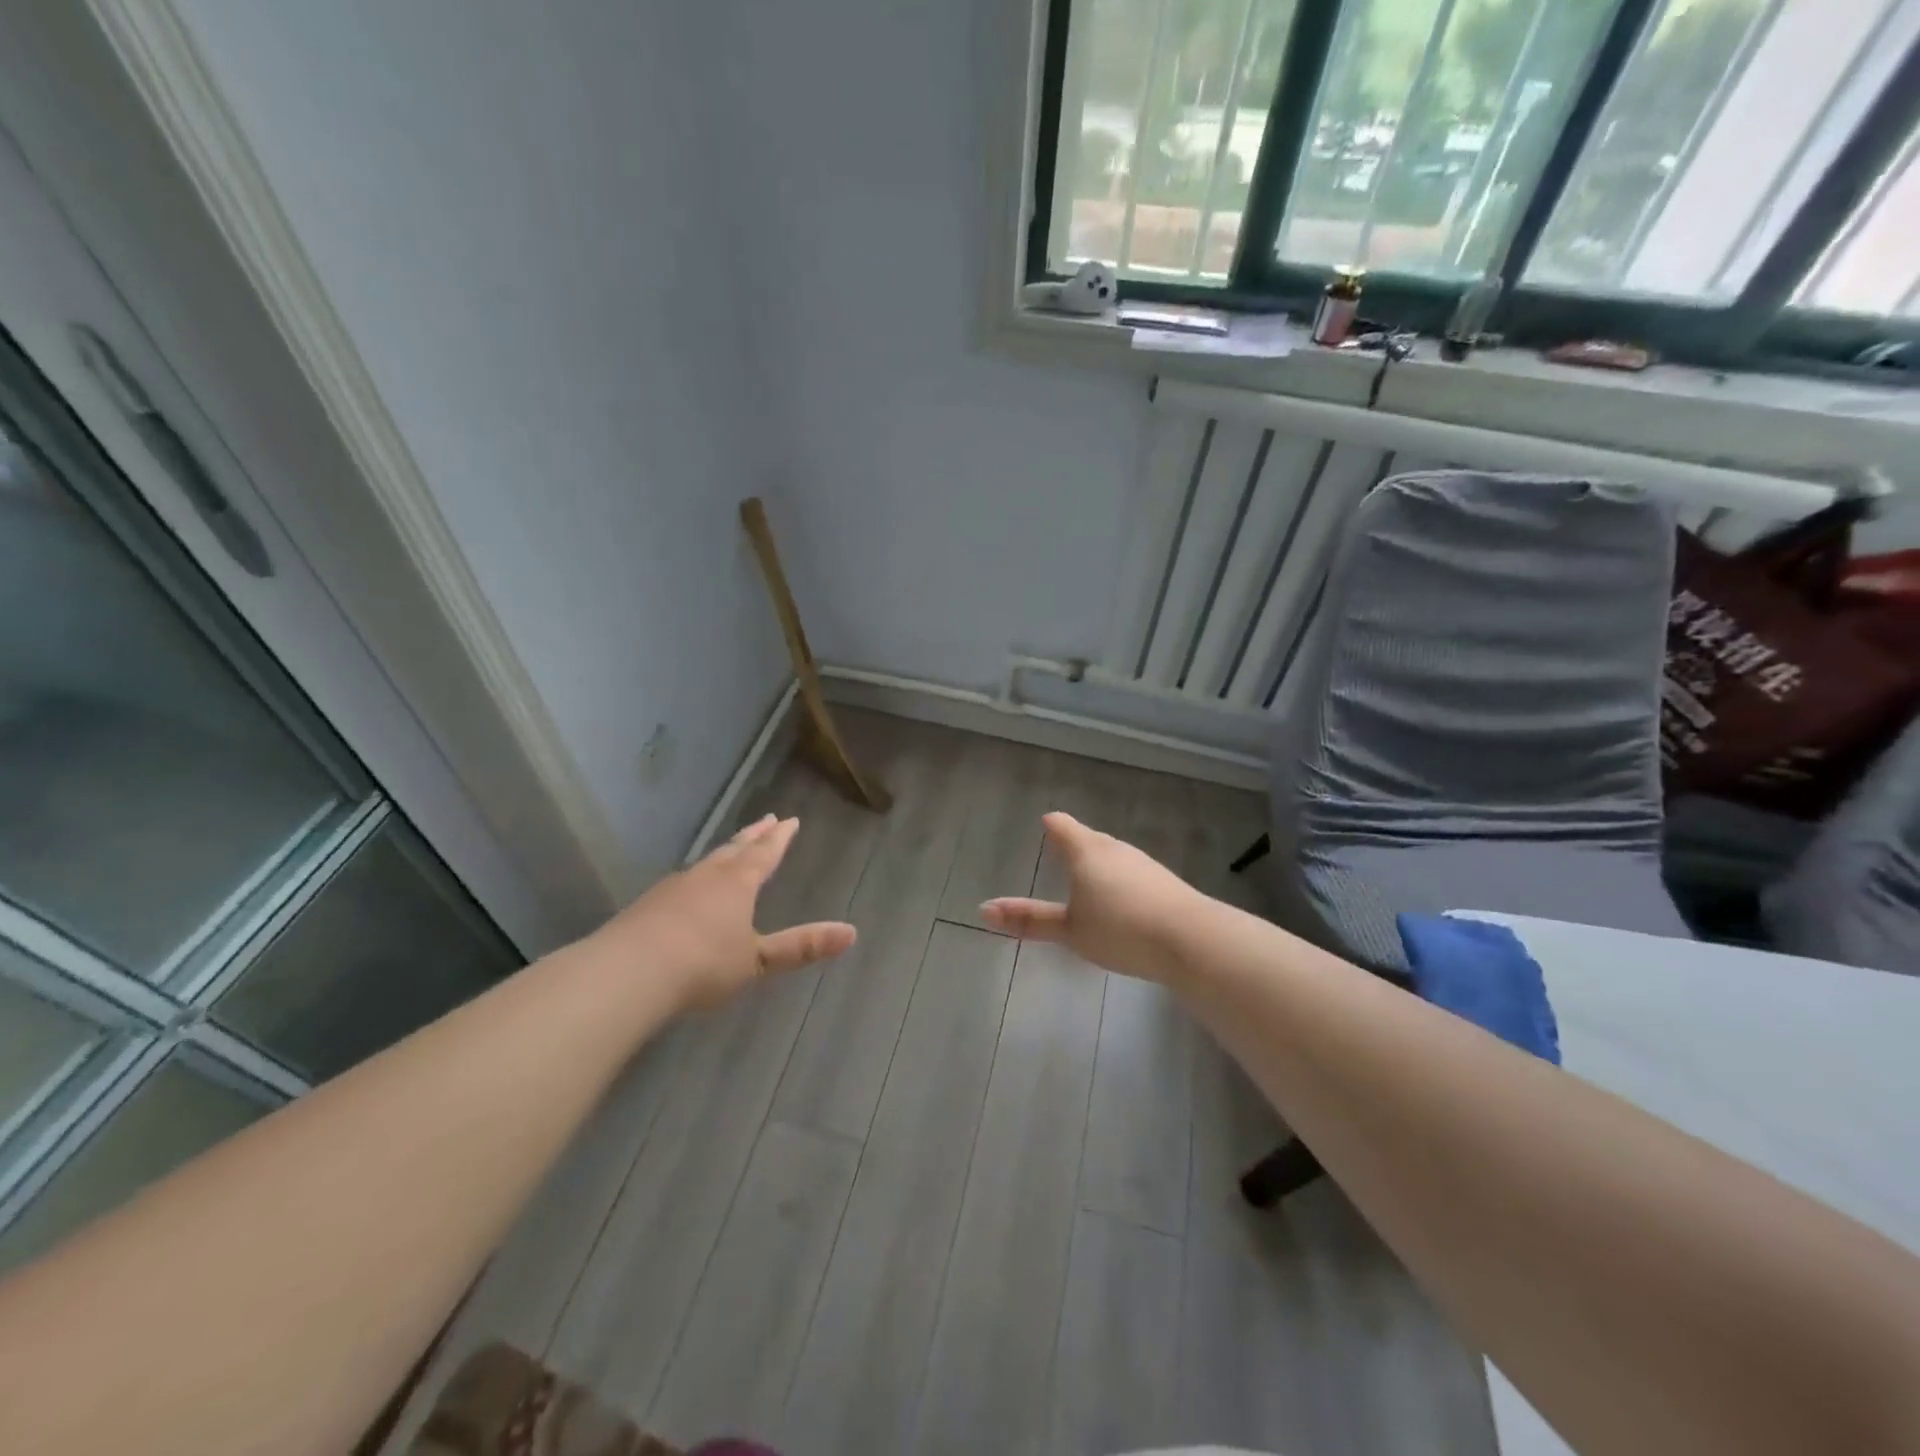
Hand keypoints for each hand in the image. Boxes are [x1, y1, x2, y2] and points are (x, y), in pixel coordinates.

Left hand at [589, 814, 855, 1011]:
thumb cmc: (703, 964)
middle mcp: (707, 876)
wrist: (628, 973)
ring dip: (724, 853)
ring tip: (731, 849)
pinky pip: (682, 882)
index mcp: (738, 883)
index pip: (765, 853)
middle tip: (767, 819)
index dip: (780, 839)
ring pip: (706, 863)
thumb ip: (800, 947)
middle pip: (735, 849)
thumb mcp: (757, 961)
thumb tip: (852, 933)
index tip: (789, 820)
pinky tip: (689, 889)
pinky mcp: (647, 906)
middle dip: (753, 836)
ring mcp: (673, 888)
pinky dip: (696, 878)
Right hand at [980, 812, 1203, 983]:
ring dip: (1099, 864)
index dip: (1051, 825)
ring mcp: (1143, 864)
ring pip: (1113, 856)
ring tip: (1089, 879)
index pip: (1062, 826)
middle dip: (1075, 844)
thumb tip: (983, 910)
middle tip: (1061, 853)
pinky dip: (1121, 881)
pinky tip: (1123, 902)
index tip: (1045, 823)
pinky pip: (1133, 874)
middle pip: (1089, 838)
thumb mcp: (1069, 930)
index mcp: (1087, 852)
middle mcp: (1115, 849)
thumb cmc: (1120, 929)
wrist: (1191, 940)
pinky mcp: (1165, 882)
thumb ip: (1029, 920)